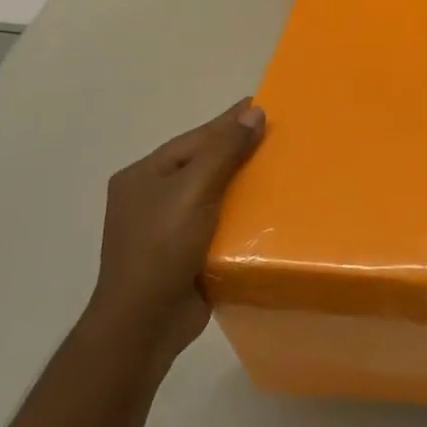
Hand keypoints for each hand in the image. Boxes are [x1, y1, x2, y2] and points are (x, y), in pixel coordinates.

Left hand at [86, 98, 265, 365]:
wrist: (144, 323)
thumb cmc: (163, 248)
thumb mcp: (194, 190)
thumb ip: (224, 151)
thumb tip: (253, 112)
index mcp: (144, 176)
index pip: (195, 139)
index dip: (229, 121)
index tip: (262, 104)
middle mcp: (152, 197)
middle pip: (203, 163)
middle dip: (239, 150)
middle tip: (279, 135)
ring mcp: (166, 228)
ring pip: (213, 193)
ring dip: (244, 183)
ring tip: (282, 169)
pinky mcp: (185, 253)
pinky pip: (218, 222)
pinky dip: (241, 214)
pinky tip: (269, 210)